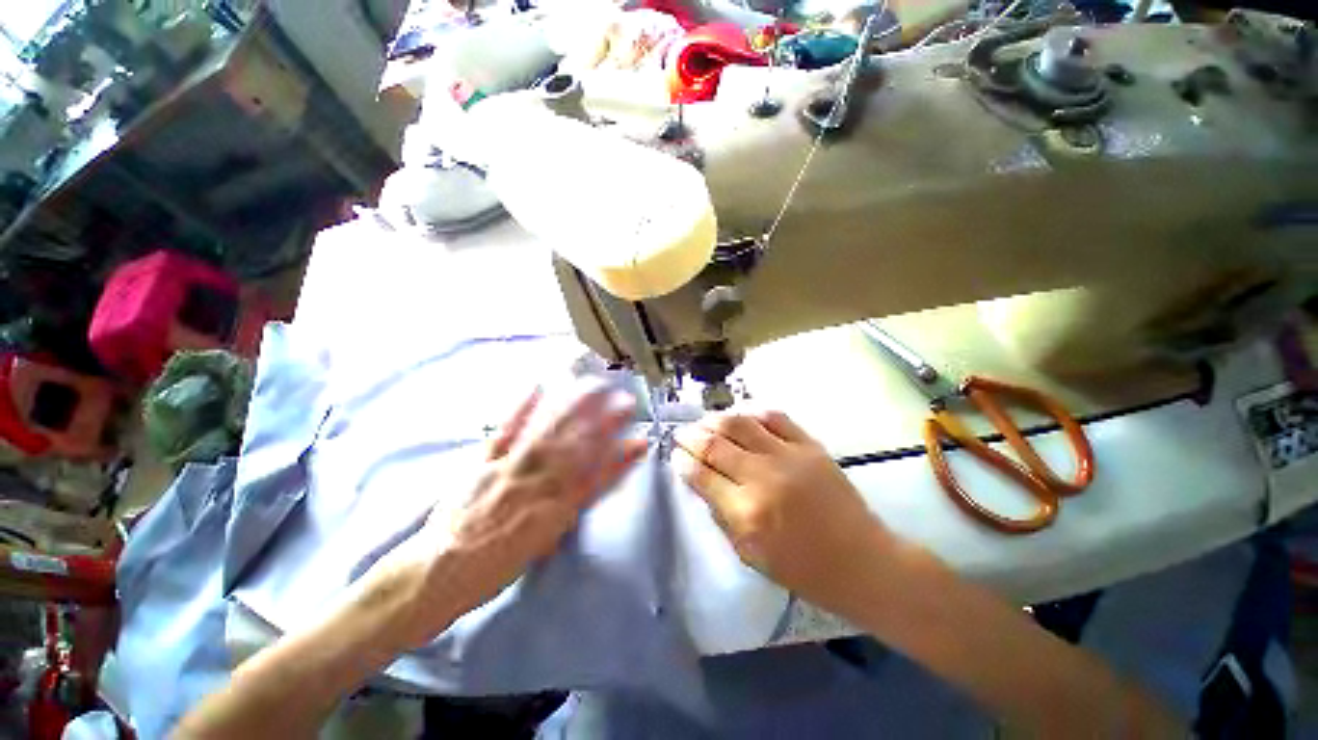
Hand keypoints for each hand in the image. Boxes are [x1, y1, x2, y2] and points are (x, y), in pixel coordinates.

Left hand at [366, 383, 647, 648]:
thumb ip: (565, 514)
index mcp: (553, 510)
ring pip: (549, 432)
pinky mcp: (483, 459)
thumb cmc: (492, 568)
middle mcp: (536, 484)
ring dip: (574, 407)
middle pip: (577, 446)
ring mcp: (509, 467)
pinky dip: (521, 407)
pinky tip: (537, 386)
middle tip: (625, 400)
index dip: (622, 459)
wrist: (437, 573)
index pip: (596, 478)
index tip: (641, 441)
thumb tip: (585, 490)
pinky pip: (505, 430)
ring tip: (592, 385)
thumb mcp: (539, 547)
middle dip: (604, 422)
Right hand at [673, 410, 886, 607]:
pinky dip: (753, 411)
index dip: (682, 461)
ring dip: (715, 419)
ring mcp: (789, 456)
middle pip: (715, 444)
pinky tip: (741, 415)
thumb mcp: (750, 554)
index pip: (701, 475)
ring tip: (704, 422)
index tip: (674, 455)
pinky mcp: (810, 445)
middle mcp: (763, 477)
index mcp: (747, 512)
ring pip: (740, 424)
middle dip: (690, 436)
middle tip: (681, 434)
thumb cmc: (802, 569)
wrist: (861, 561)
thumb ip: (721, 514)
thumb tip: (700, 481)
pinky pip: (775, 417)